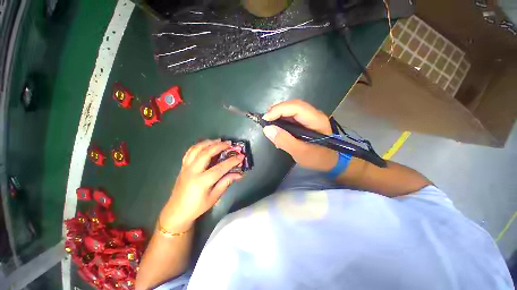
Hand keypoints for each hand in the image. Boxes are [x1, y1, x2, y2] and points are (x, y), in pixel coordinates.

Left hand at [159, 140, 243, 231]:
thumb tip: (239, 174)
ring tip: (218, 140)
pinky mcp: (182, 166)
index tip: (241, 156)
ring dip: (208, 142)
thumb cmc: (197, 207)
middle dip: (219, 146)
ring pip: (196, 149)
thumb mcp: (214, 197)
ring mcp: (185, 167)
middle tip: (229, 143)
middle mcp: (192, 171)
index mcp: (201, 181)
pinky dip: (198, 145)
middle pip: (206, 153)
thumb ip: (225, 183)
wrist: (176, 212)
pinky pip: (189, 152)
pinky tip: (205, 144)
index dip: (232, 161)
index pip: (220, 168)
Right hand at [262, 100, 338, 171]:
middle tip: (266, 121)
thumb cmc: (317, 159)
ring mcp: (310, 117)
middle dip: (277, 111)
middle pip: (293, 105)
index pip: (296, 107)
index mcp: (316, 120)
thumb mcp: (300, 153)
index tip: (265, 119)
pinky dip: (282, 119)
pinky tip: (277, 128)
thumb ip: (285, 141)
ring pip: (291, 109)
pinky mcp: (305, 121)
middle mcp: (314, 114)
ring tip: (269, 124)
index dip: (279, 110)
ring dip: (278, 115)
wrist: (329, 162)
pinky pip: (291, 116)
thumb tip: (267, 129)